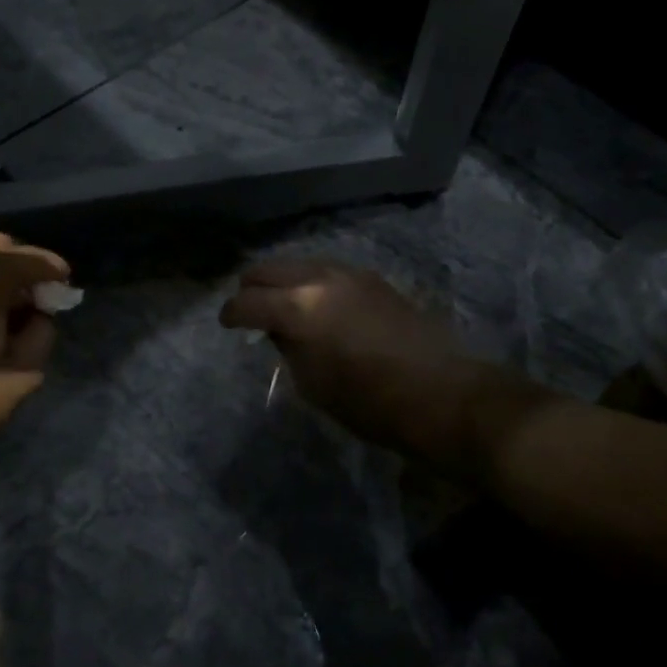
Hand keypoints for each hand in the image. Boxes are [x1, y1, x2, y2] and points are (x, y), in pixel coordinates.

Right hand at [219, 259, 482, 462]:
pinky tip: (317, 303)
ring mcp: (349, 273)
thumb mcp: (312, 383)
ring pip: (299, 264)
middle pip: (268, 269)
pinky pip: (327, 271)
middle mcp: (319, 278)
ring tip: (281, 305)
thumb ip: (287, 347)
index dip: (230, 314)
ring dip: (283, 281)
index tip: (226, 323)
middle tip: (248, 310)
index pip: (247, 301)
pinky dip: (311, 282)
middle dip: (252, 289)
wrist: (441, 393)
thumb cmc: (370, 402)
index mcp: (298, 307)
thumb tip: (278, 330)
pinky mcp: (372, 279)